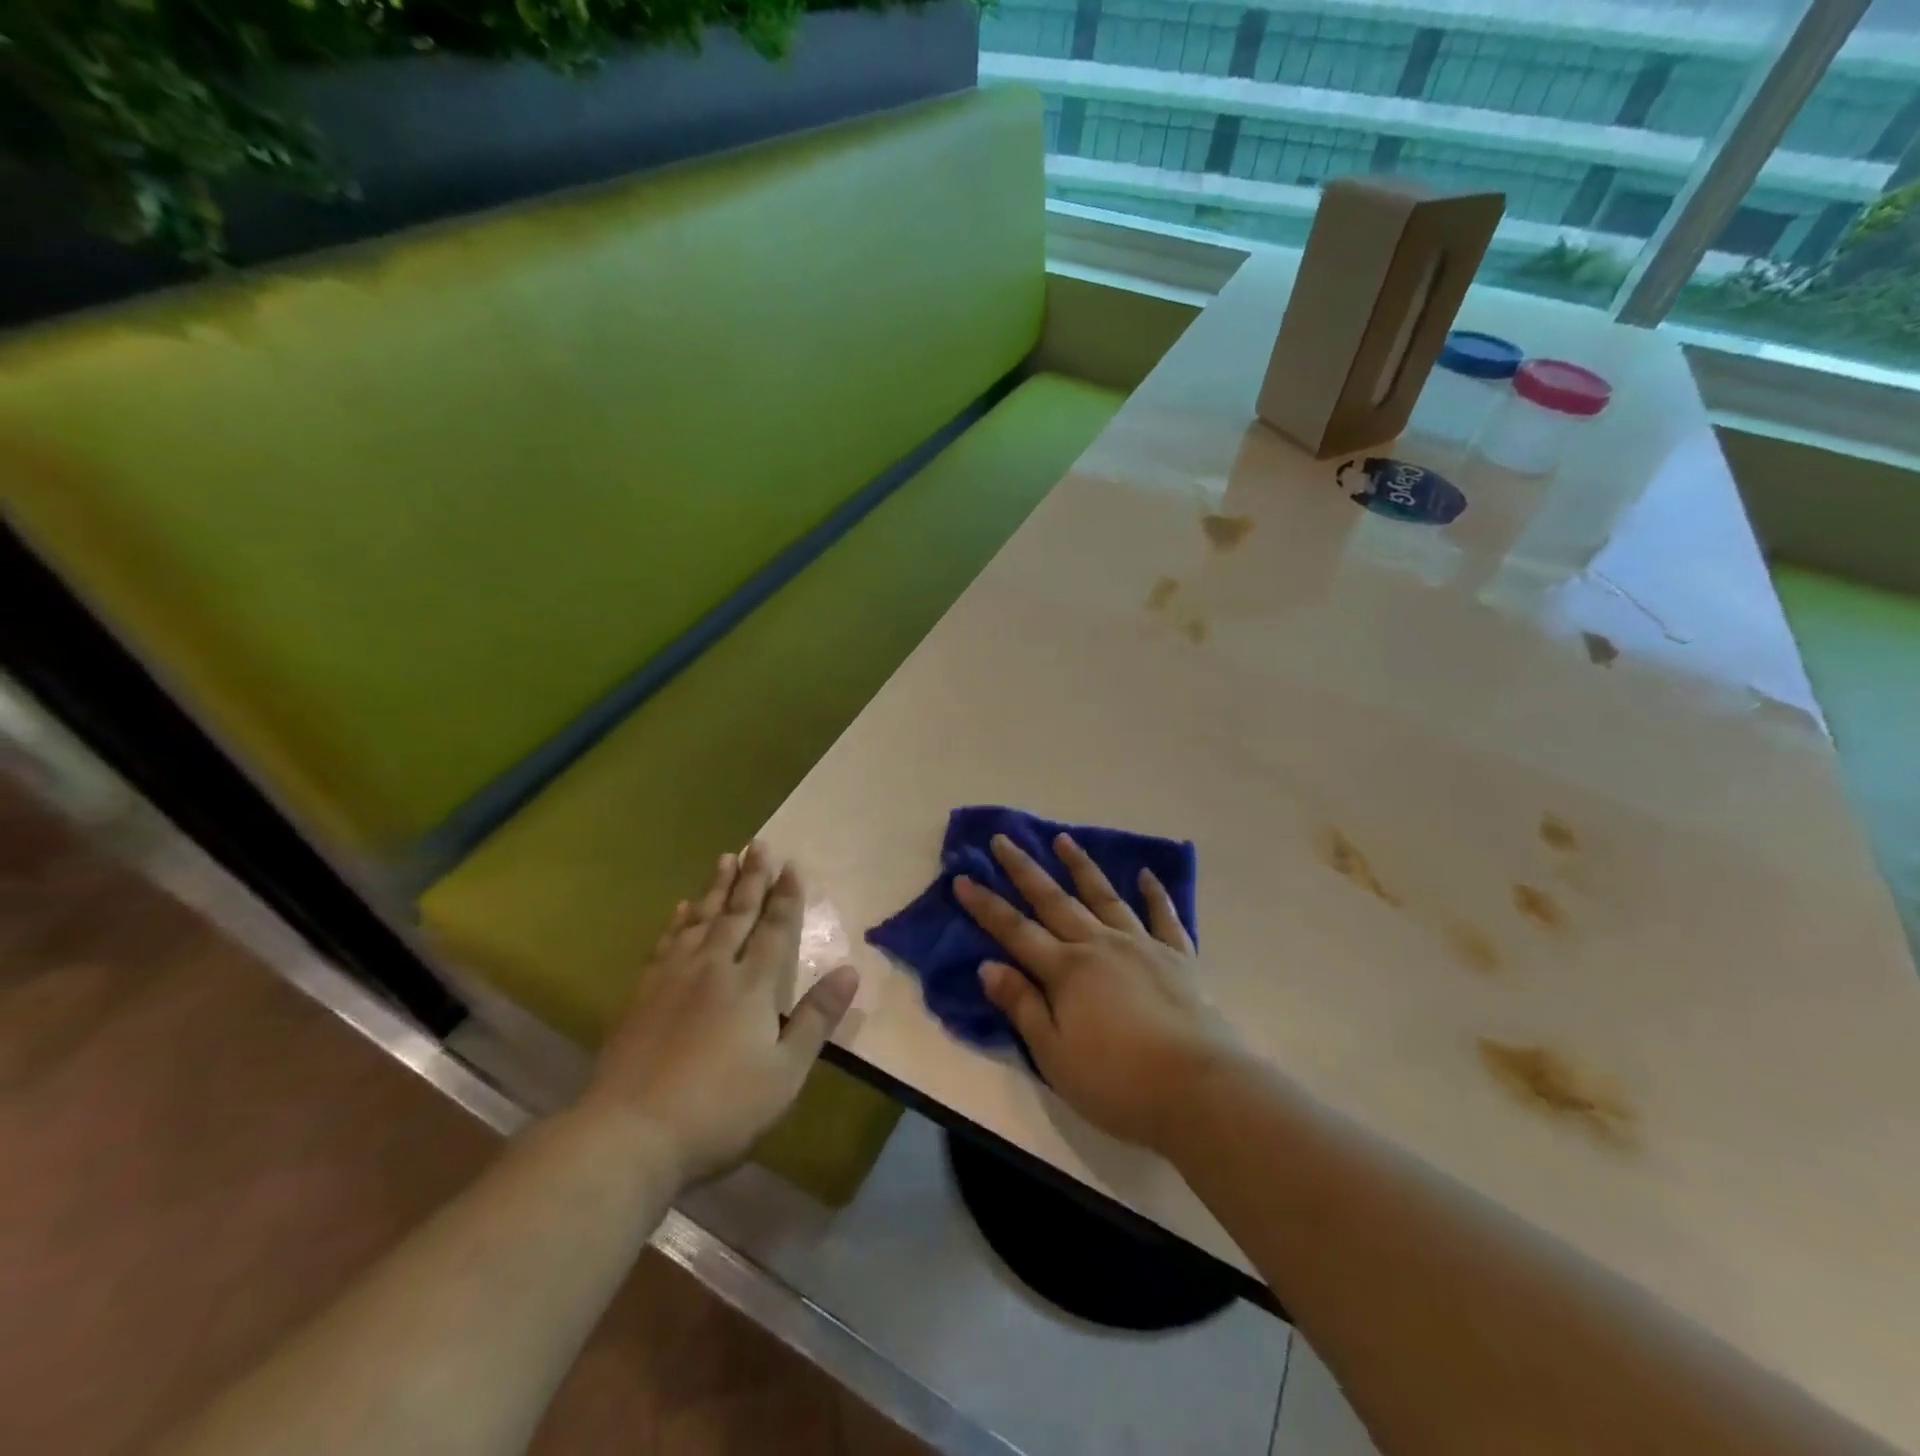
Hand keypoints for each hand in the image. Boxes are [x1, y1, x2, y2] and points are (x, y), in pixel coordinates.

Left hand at [580, 843, 858, 1188]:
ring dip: (715, 888)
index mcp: (752, 985)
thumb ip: (816, 1018)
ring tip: (724, 859)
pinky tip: (681, 908)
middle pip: (737, 913)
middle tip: (758, 844)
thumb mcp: (785, 1072)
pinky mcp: (643, 994)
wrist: (632, 1132)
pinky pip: (665, 942)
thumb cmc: (721, 1108)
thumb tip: (850, 971)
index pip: (775, 929)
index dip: (786, 897)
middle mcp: (714, 968)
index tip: (792, 865)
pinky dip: (677, 921)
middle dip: (752, 878)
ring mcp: (673, 978)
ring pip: (700, 919)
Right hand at [954, 833, 1238, 1155]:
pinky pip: (1164, 915)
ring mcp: (1141, 945)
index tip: (963, 877)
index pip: (1015, 930)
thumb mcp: (1055, 1055)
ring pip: (1104, 896)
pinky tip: (1146, 874)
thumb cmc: (1118, 1081)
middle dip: (1024, 870)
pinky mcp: (1178, 956)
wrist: (1199, 1088)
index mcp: (1066, 970)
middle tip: (1004, 839)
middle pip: (1054, 901)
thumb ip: (1022, 1006)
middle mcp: (1099, 945)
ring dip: (1081, 866)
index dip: (986, 905)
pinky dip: (1154, 893)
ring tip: (1063, 839)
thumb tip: (988, 965)